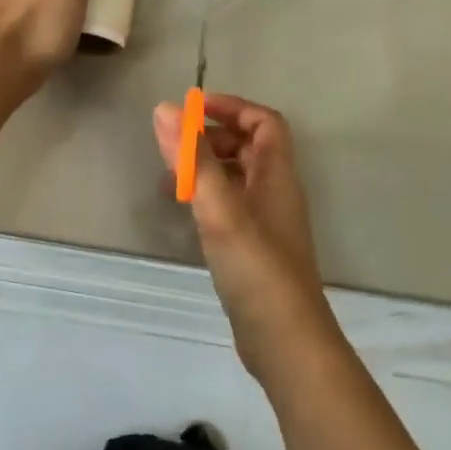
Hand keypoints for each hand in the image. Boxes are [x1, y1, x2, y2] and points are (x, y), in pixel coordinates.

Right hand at [151, 93, 341, 376]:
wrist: (285, 342)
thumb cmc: (256, 270)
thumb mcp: (220, 209)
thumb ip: (193, 160)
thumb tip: (165, 109)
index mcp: (277, 176)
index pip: (264, 122)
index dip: (231, 107)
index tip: (190, 109)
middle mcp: (275, 194)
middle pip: (250, 148)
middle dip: (212, 137)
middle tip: (174, 145)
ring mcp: (266, 224)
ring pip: (237, 179)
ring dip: (206, 169)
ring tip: (168, 179)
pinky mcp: (253, 251)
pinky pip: (230, 208)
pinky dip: (206, 199)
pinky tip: (183, 214)